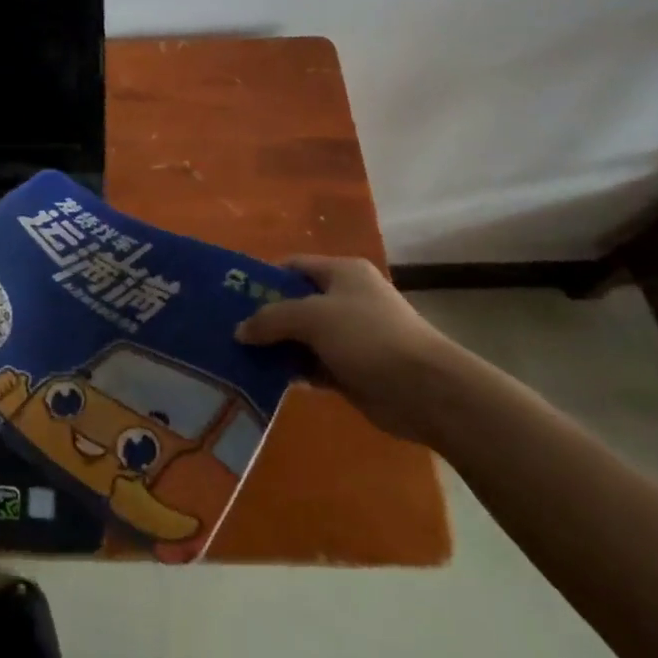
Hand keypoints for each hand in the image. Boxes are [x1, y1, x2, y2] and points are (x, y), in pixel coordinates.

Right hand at [235, 255, 463, 443]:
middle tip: (230, 330)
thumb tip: (239, 330)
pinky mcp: (353, 370)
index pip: (293, 266)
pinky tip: (266, 379)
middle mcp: (346, 299)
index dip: (264, 278)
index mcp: (342, 273)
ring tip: (239, 357)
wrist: (426, 391)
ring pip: (302, 337)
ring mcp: (351, 336)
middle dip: (266, 317)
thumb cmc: (368, 337)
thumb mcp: (312, 317)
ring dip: (277, 347)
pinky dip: (293, 371)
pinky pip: (313, 365)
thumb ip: (271, 319)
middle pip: (296, 303)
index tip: (233, 297)